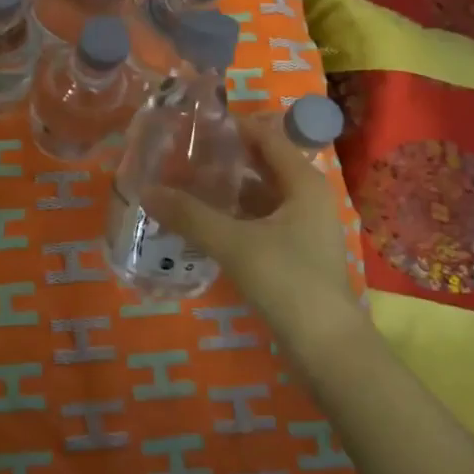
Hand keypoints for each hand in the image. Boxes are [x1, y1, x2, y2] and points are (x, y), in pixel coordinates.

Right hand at [144, 114, 354, 345]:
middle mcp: (307, 197)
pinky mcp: (294, 254)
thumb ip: (190, 215)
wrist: (327, 348)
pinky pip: (260, 221)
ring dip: (227, 190)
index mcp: (302, 182)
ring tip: (185, 184)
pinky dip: (234, 217)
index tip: (194, 124)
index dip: (232, 127)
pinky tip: (204, 222)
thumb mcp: (234, 243)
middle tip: (182, 154)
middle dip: (225, 159)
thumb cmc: (288, 281)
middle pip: (262, 165)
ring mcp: (303, 228)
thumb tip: (146, 190)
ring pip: (260, 196)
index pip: (266, 136)